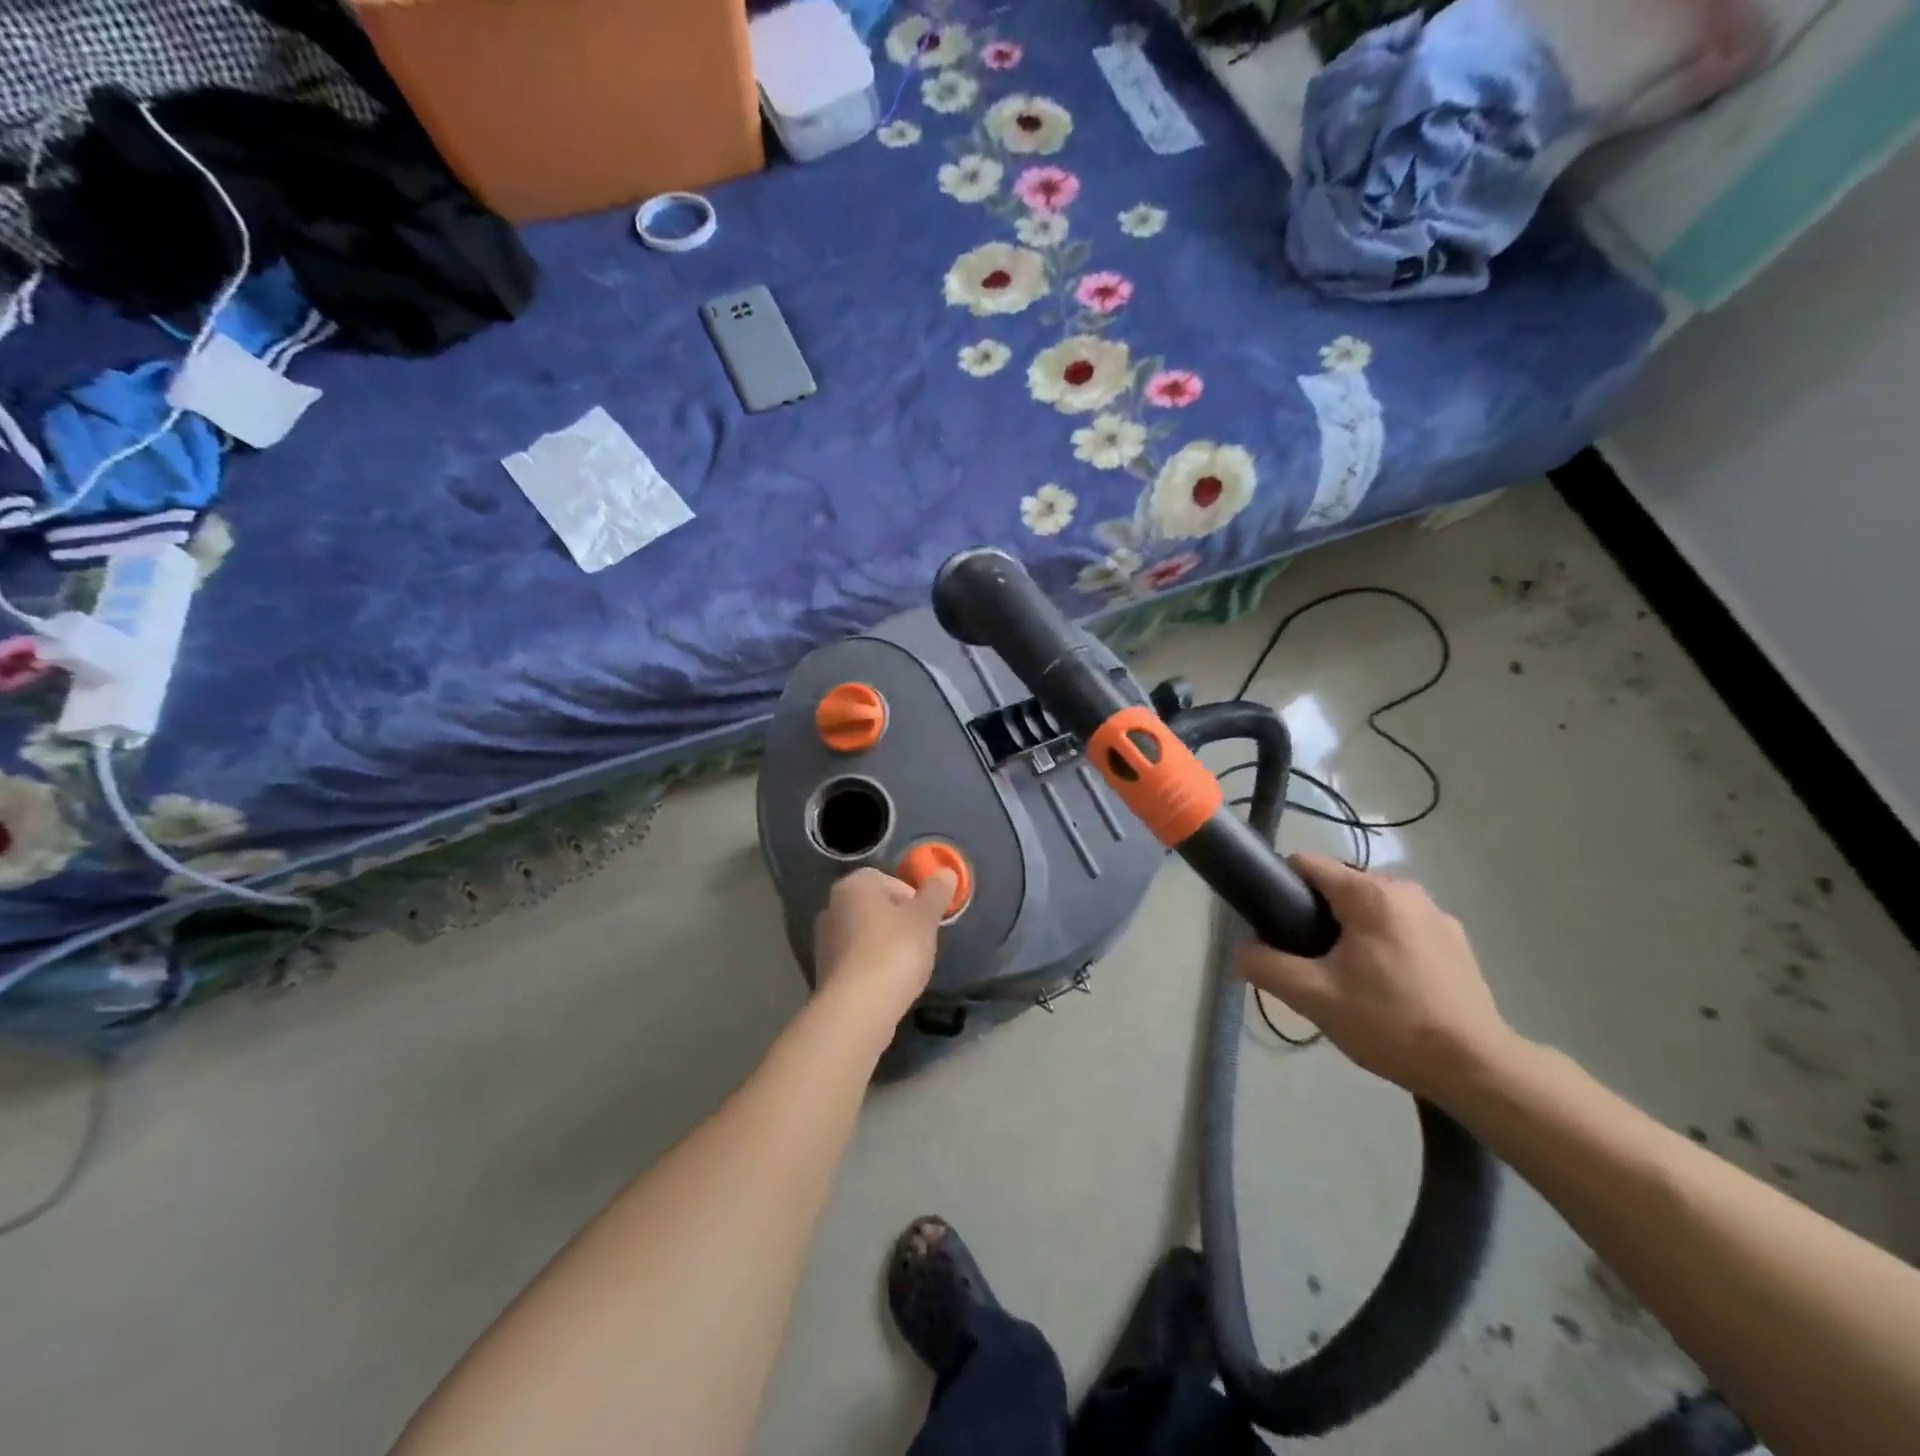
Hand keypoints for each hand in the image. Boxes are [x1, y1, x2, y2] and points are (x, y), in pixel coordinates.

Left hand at [812, 867, 954, 1022]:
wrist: (857, 1009)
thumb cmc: (894, 951)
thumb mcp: (924, 918)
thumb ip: (936, 892)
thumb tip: (945, 871)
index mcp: (853, 885)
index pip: (887, 880)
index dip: (912, 897)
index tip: (926, 919)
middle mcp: (832, 906)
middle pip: (874, 907)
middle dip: (898, 921)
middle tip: (920, 941)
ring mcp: (824, 940)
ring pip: (864, 934)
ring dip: (884, 944)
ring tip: (905, 966)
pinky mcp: (824, 971)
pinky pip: (855, 959)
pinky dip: (871, 966)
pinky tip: (887, 983)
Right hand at [1235, 855, 1517, 1102]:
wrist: (1478, 1069)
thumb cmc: (1390, 1022)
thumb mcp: (1313, 997)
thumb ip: (1266, 966)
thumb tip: (1241, 952)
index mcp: (1370, 893)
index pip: (1306, 864)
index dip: (1280, 889)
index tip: (1273, 927)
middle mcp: (1405, 891)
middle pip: (1338, 887)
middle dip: (1315, 917)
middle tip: (1309, 965)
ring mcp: (1436, 915)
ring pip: (1370, 909)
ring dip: (1350, 933)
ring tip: (1347, 981)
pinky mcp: (1456, 941)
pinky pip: (1400, 928)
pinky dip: (1384, 946)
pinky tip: (1387, 989)